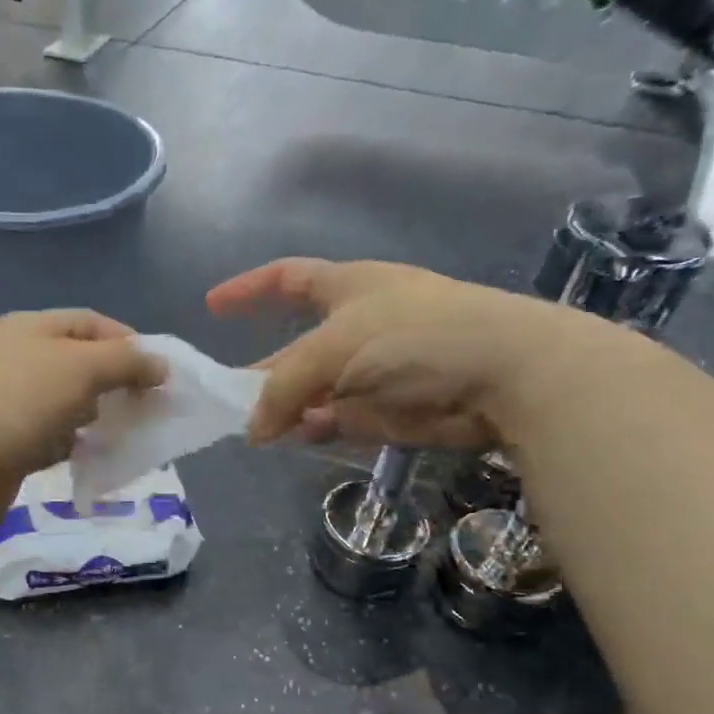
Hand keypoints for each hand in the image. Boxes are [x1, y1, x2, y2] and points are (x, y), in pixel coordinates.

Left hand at [0, 310, 165, 521]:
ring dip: (98, 418)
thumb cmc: (18, 401)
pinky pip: (52, 438)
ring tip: (125, 435)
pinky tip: (92, 458)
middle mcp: (20, 359)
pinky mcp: (6, 442)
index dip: (130, 343)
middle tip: (147, 409)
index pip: (92, 323)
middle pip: (81, 364)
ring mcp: (10, 402)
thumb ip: (126, 362)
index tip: (160, 374)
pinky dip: (75, 445)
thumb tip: (161, 366)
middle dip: (118, 384)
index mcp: (32, 328)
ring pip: (68, 404)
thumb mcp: (81, 367)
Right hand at [206, 258, 597, 447]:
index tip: (211, 306)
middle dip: (263, 374)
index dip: (249, 290)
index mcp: (346, 288)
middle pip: (294, 350)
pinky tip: (306, 434)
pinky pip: (338, 419)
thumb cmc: (414, 336)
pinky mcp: (388, 409)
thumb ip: (284, 387)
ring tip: (262, 430)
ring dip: (289, 409)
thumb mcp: (334, 348)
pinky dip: (319, 428)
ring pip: (313, 392)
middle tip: (228, 402)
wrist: (502, 374)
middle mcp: (356, 326)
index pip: (286, 278)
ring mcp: (372, 370)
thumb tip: (254, 429)